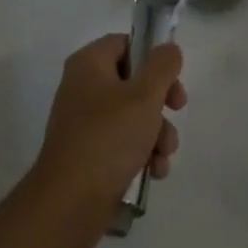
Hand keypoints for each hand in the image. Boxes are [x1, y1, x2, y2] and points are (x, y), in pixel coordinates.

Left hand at [23, 34, 186, 247]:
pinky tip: (154, 171)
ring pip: (133, 115)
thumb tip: (168, 49)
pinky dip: (142, 153)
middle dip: (161, 102)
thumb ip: (162, 66)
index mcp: (89, 64)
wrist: (69, 204)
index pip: (126, 43)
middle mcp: (83, 88)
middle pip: (134, 81)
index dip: (153, 56)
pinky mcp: (90, 154)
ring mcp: (85, 122)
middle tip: (177, 109)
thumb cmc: (108, 138)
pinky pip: (123, 143)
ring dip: (157, 133)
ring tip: (163, 154)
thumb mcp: (144, 96)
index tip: (173, 76)